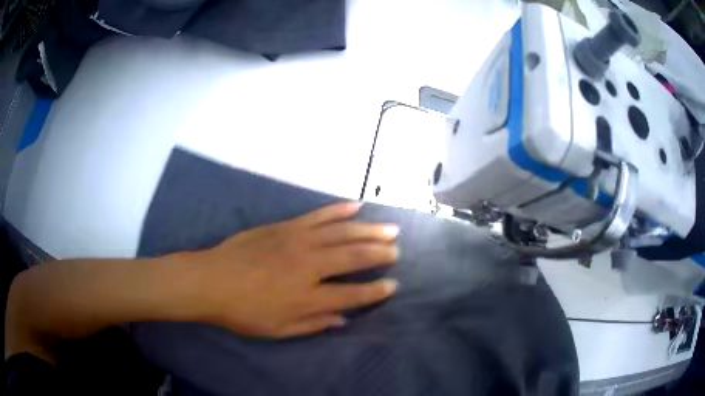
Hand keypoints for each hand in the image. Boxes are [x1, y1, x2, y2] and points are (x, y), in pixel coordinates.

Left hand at [186, 202, 399, 337]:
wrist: (210, 280)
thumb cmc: (243, 311)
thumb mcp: (278, 329)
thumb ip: (313, 324)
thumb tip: (343, 319)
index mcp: (307, 296)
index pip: (352, 294)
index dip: (375, 291)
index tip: (393, 286)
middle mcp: (308, 266)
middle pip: (353, 257)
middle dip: (379, 254)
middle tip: (397, 251)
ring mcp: (297, 241)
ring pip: (341, 232)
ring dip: (368, 231)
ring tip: (390, 229)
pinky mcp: (286, 227)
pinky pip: (318, 216)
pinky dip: (339, 210)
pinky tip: (356, 206)